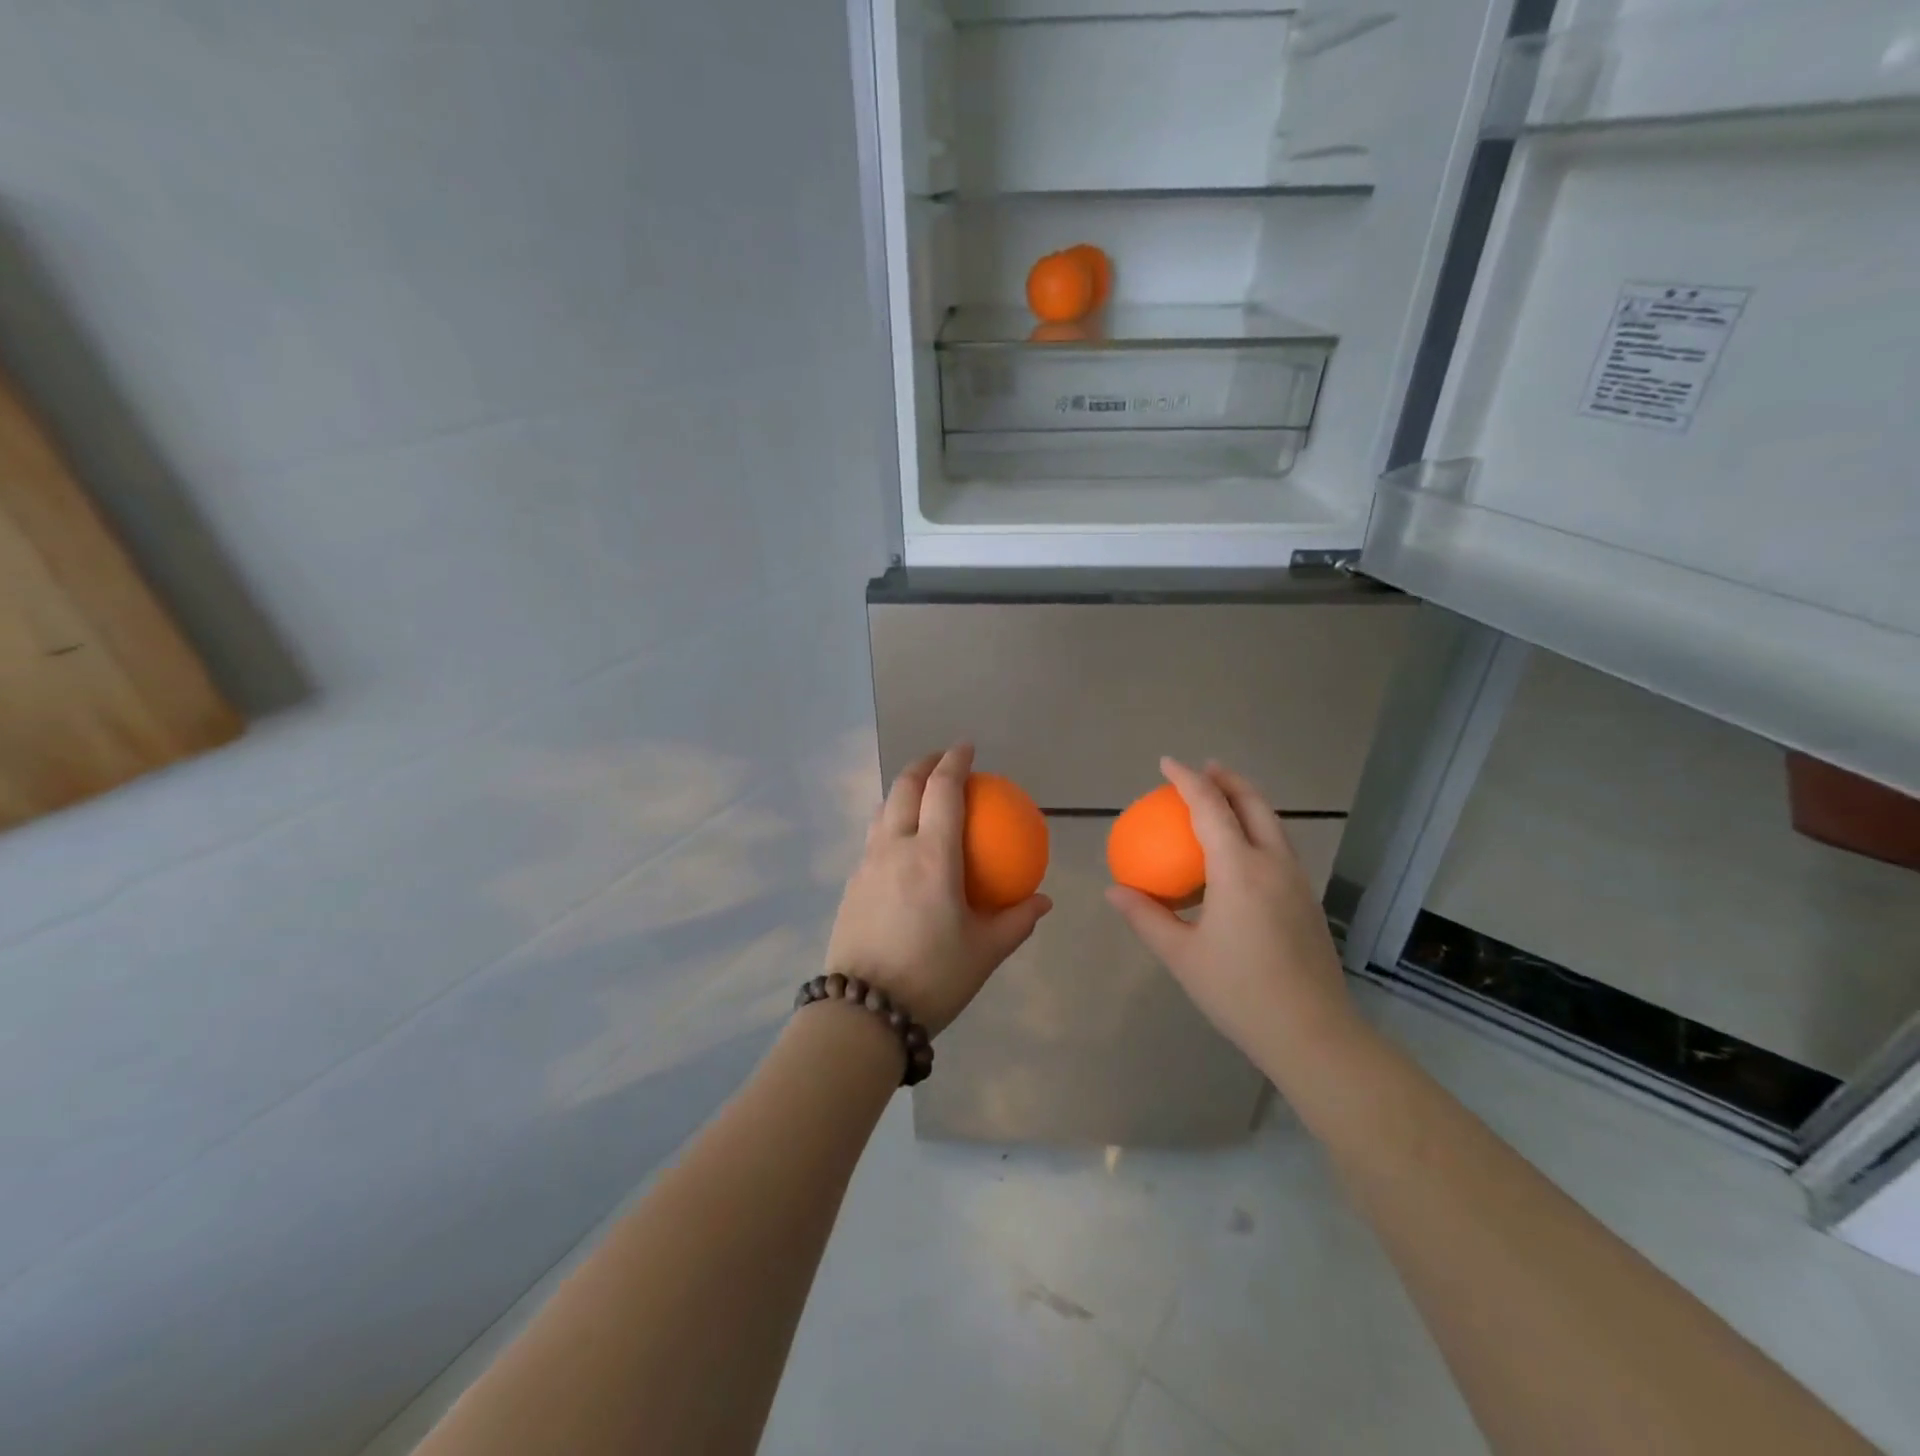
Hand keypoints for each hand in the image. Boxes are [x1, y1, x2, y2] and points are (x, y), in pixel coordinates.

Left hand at [824, 745, 1051, 1036]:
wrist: (863, 1012)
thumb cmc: (933, 978)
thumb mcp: (985, 952)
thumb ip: (1017, 920)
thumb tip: (1042, 900)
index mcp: (932, 857)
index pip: (942, 791)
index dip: (955, 762)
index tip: (967, 747)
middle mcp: (894, 849)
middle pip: (904, 788)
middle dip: (923, 764)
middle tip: (942, 760)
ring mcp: (867, 865)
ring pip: (883, 810)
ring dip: (902, 791)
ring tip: (920, 793)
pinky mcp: (851, 885)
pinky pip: (873, 838)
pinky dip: (890, 822)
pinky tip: (902, 845)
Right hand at [1106, 758, 1359, 1068]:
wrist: (1313, 1034)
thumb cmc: (1240, 992)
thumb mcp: (1182, 956)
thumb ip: (1146, 917)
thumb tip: (1115, 890)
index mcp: (1239, 870)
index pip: (1210, 808)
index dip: (1187, 780)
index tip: (1167, 763)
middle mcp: (1273, 864)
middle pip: (1253, 804)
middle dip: (1228, 779)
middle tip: (1204, 769)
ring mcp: (1297, 880)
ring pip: (1273, 824)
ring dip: (1247, 802)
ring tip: (1223, 800)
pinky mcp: (1307, 900)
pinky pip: (1279, 847)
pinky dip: (1257, 830)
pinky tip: (1240, 854)